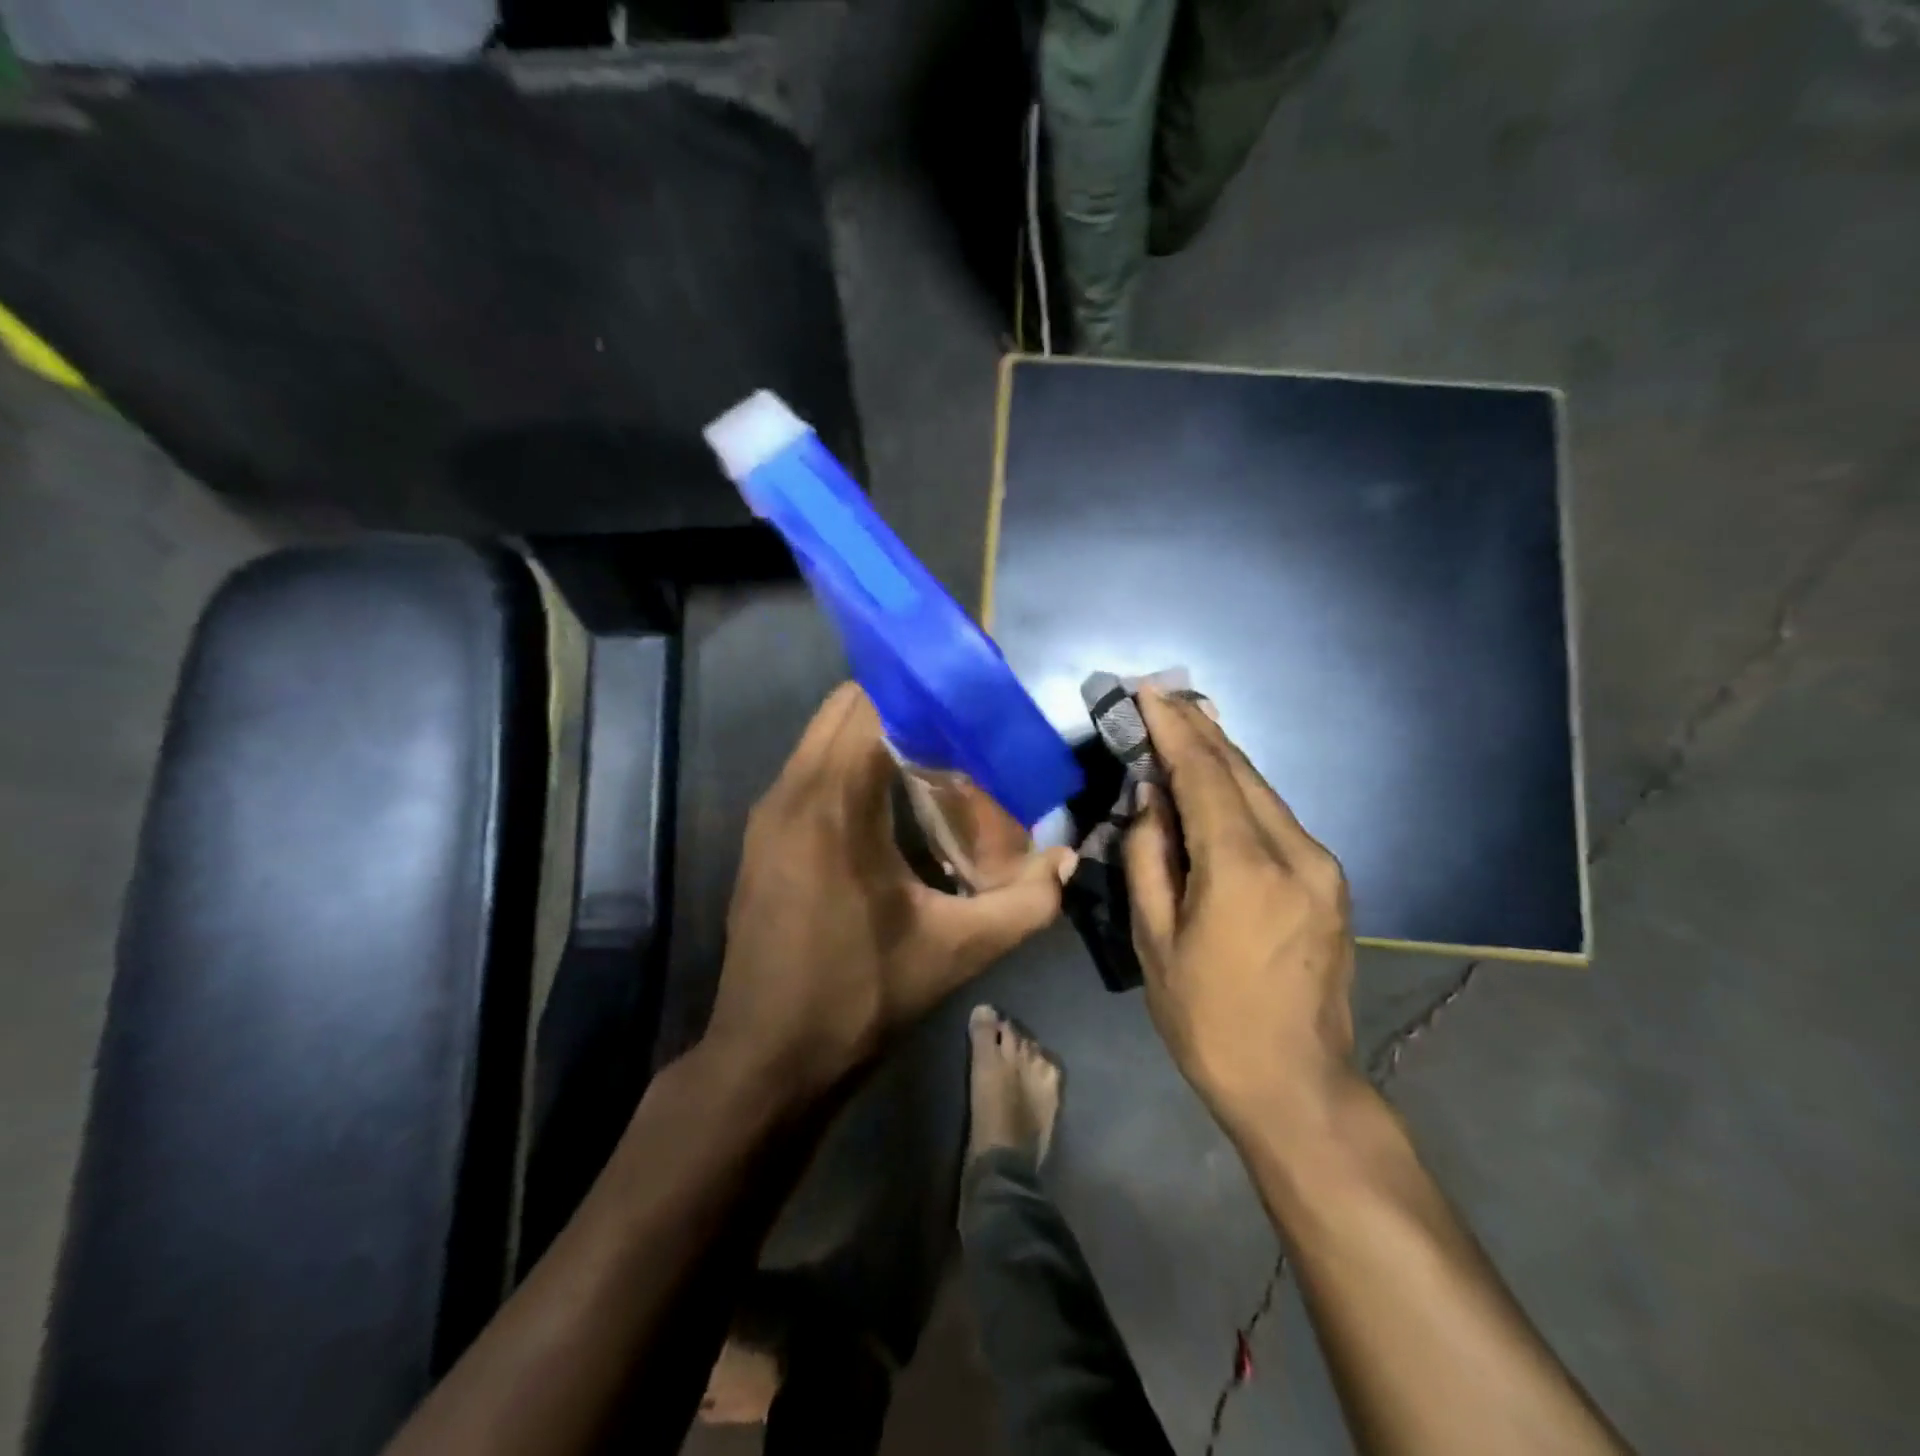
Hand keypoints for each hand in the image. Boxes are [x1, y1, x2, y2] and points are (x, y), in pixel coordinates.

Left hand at [703, 683, 1075, 1100]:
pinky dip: (852, 763)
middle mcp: (791, 791)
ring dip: (877, 734)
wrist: (767, 1060)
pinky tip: (893, 801)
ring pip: (823, 736)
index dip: (925, 693)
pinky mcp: (762, 837)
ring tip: (937, 759)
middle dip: (905, 705)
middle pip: (845, 708)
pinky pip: (811, 769)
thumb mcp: (955, 952)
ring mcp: (768, 813)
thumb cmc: (857, 999)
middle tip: (963, 730)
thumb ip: (1025, 902)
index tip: (974, 703)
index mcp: (832, 804)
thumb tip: (1070, 859)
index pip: (873, 704)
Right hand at [1125, 688, 1357, 1138]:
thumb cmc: (1207, 1019)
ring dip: (1221, 758)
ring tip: (1186, 724)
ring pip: (1262, 792)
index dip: (1174, 729)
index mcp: (1243, 868)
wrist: (1297, 1086)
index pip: (1205, 774)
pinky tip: (1218, 782)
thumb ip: (1149, 857)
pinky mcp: (1330, 882)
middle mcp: (1294, 852)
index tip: (1149, 691)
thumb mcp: (1155, 939)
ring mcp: (1322, 866)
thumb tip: (1151, 797)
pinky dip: (1241, 792)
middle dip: (1199, 730)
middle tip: (1164, 696)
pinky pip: (1276, 819)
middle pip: (1240, 771)